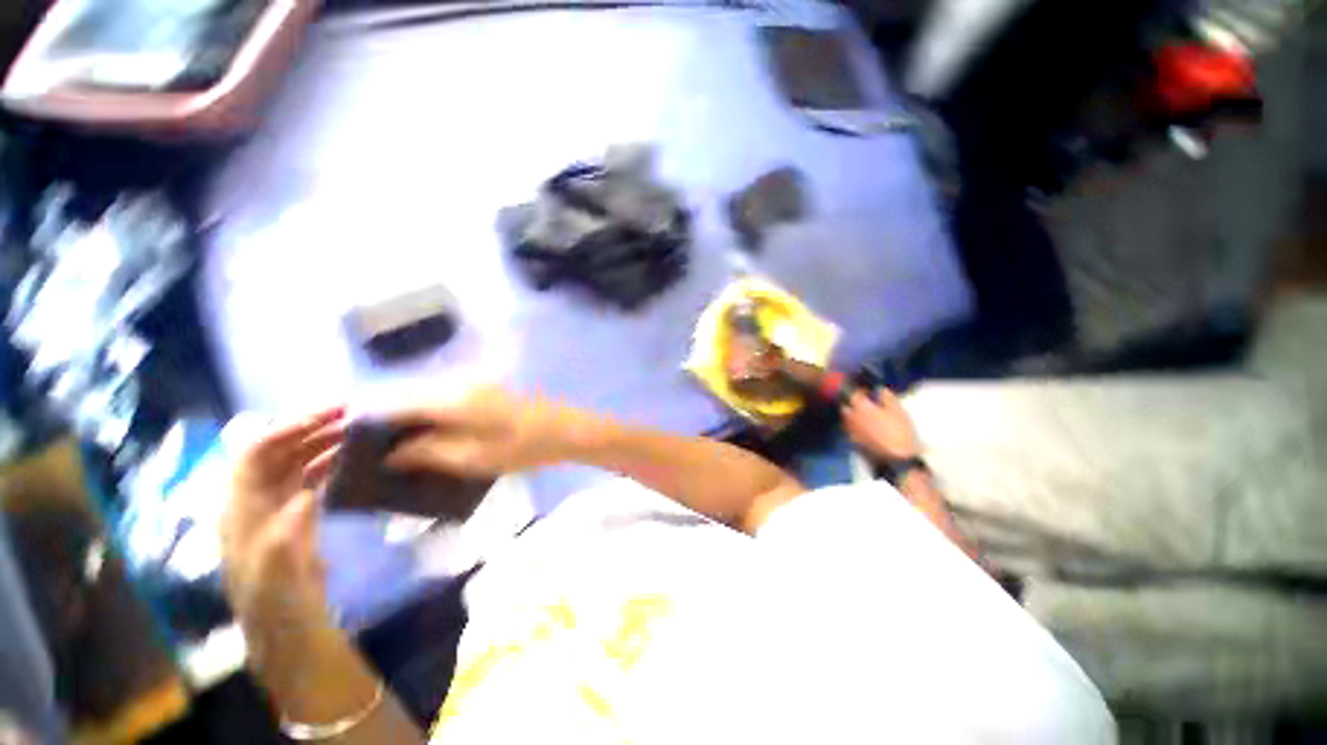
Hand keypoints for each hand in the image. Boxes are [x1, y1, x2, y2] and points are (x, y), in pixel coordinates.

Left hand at [221, 407, 344, 635]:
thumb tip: (306, 496)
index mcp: (241, 507)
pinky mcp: (296, 514)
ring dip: (323, 441)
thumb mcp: (275, 570)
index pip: (256, 453)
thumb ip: (284, 533)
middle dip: (310, 427)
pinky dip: (329, 461)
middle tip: (351, 413)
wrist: (284, 622)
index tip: (329, 415)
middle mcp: (254, 498)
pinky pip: (310, 477)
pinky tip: (350, 458)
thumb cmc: (274, 597)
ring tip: (356, 430)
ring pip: (296, 461)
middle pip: (278, 451)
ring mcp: (276, 506)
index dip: (288, 428)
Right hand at [384, 387, 586, 477]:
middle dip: (385, 421)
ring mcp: (475, 384)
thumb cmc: (524, 447)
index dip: (367, 421)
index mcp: (452, 398)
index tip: (347, 443)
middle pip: (408, 397)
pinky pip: (446, 399)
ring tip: (394, 448)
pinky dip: (430, 416)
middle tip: (369, 450)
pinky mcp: (487, 390)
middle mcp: (459, 383)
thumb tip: (390, 452)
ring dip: (408, 418)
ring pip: (426, 397)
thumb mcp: (473, 458)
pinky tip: (428, 437)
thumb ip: (427, 452)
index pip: (394, 402)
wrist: (568, 430)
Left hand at [841, 388, 919, 461]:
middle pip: (845, 407)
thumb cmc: (899, 432)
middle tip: (862, 403)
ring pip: (845, 419)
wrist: (897, 458)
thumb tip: (880, 389)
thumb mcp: (898, 411)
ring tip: (862, 414)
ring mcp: (851, 431)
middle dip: (851, 402)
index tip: (865, 390)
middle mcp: (852, 418)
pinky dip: (852, 426)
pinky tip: (862, 428)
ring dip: (850, 414)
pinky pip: (849, 430)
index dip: (859, 391)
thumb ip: (887, 397)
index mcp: (862, 408)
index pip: (853, 394)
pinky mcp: (853, 442)